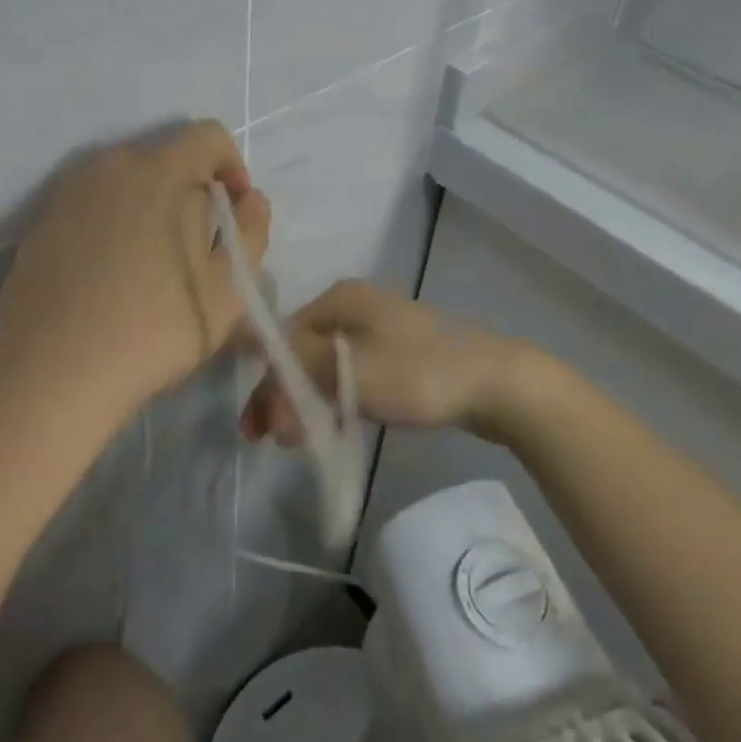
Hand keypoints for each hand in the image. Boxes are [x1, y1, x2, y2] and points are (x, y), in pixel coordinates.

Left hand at [0, 120, 270, 414]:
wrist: (54, 367)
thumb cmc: (156, 326)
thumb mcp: (230, 288)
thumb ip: (252, 231)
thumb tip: (250, 199)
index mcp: (163, 169)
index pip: (209, 136)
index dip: (232, 166)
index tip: (234, 212)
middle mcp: (113, 164)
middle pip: (166, 158)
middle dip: (191, 191)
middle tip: (196, 247)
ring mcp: (70, 190)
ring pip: (126, 182)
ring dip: (149, 206)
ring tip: (149, 263)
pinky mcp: (41, 220)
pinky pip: (91, 206)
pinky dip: (110, 224)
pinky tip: (107, 275)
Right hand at [238, 280, 528, 442]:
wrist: (500, 384)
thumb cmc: (421, 374)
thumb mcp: (353, 370)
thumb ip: (297, 361)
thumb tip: (240, 340)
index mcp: (339, 300)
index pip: (283, 338)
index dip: (267, 381)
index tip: (261, 428)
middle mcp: (353, 306)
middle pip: (301, 351)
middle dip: (285, 395)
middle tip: (278, 441)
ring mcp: (376, 329)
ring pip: (324, 365)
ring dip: (307, 401)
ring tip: (299, 441)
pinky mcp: (396, 354)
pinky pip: (350, 374)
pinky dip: (335, 399)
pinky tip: (331, 424)